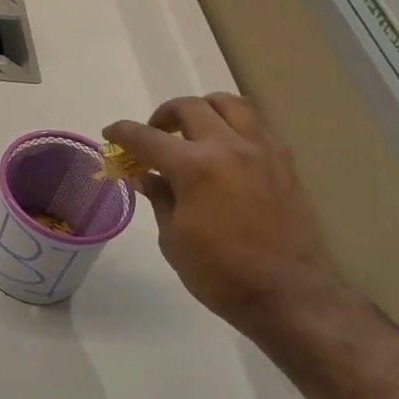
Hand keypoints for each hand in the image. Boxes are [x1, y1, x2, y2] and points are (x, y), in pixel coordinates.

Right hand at [105, 94, 343, 328]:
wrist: (288, 295)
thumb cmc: (220, 273)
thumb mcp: (173, 238)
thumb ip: (159, 197)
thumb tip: (145, 175)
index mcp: (194, 167)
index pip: (146, 137)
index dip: (122, 133)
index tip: (110, 134)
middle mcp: (228, 147)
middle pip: (189, 108)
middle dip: (162, 116)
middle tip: (153, 135)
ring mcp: (261, 151)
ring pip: (229, 103)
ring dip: (204, 109)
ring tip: (193, 130)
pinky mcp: (284, 163)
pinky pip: (256, 126)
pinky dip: (235, 126)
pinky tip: (226, 150)